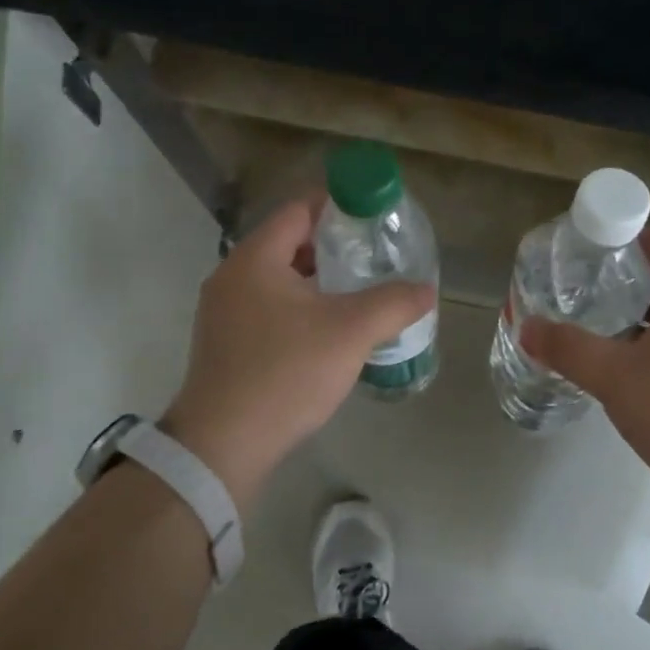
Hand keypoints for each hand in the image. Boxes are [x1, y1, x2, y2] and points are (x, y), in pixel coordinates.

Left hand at [160, 199, 434, 506]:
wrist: (224, 444)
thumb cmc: (285, 373)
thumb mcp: (350, 332)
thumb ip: (393, 303)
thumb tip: (426, 291)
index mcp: (255, 258)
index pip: (299, 209)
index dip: (339, 205)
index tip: (374, 216)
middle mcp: (232, 276)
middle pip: (289, 242)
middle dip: (333, 246)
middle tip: (374, 255)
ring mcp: (223, 312)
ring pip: (279, 279)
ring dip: (317, 280)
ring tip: (359, 291)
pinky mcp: (226, 343)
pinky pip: (269, 308)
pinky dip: (300, 307)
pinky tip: (329, 330)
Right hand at [520, 227, 649, 519]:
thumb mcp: (616, 378)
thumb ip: (569, 349)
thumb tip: (528, 327)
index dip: (630, 233)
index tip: (591, 243)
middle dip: (625, 274)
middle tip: (582, 281)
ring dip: (636, 310)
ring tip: (594, 317)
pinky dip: (648, 338)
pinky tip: (621, 361)